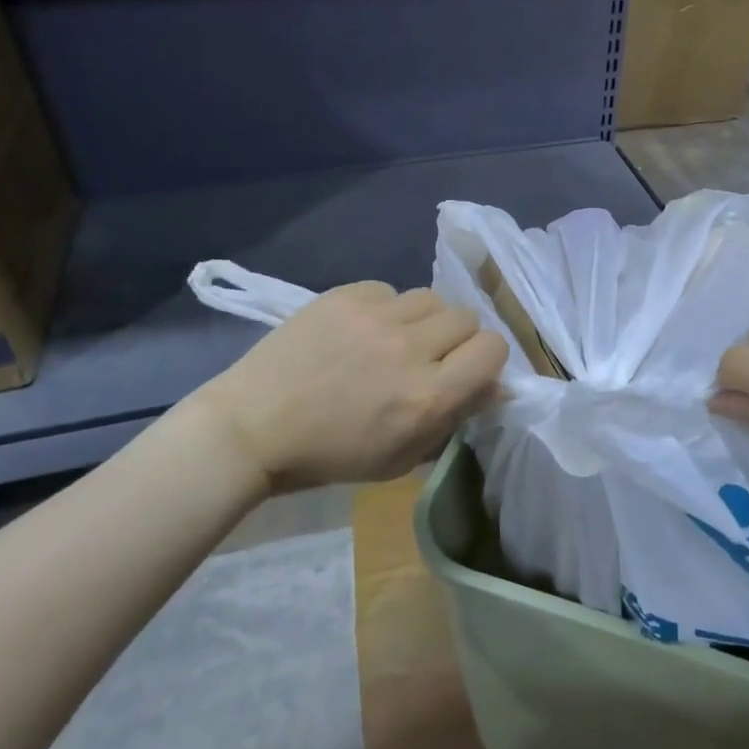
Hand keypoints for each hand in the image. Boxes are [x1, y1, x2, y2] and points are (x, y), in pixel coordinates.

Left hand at [192, 283, 507, 494]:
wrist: (253, 426)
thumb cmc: (330, 455)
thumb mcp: (401, 457)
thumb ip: (454, 418)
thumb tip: (495, 387)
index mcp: (427, 396)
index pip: (493, 349)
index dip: (487, 360)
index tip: (468, 372)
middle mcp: (409, 349)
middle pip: (468, 317)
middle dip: (458, 340)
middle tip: (430, 359)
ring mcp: (375, 316)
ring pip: (432, 298)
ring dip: (425, 321)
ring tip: (396, 340)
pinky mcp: (345, 295)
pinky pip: (389, 290)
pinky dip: (386, 309)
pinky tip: (362, 330)